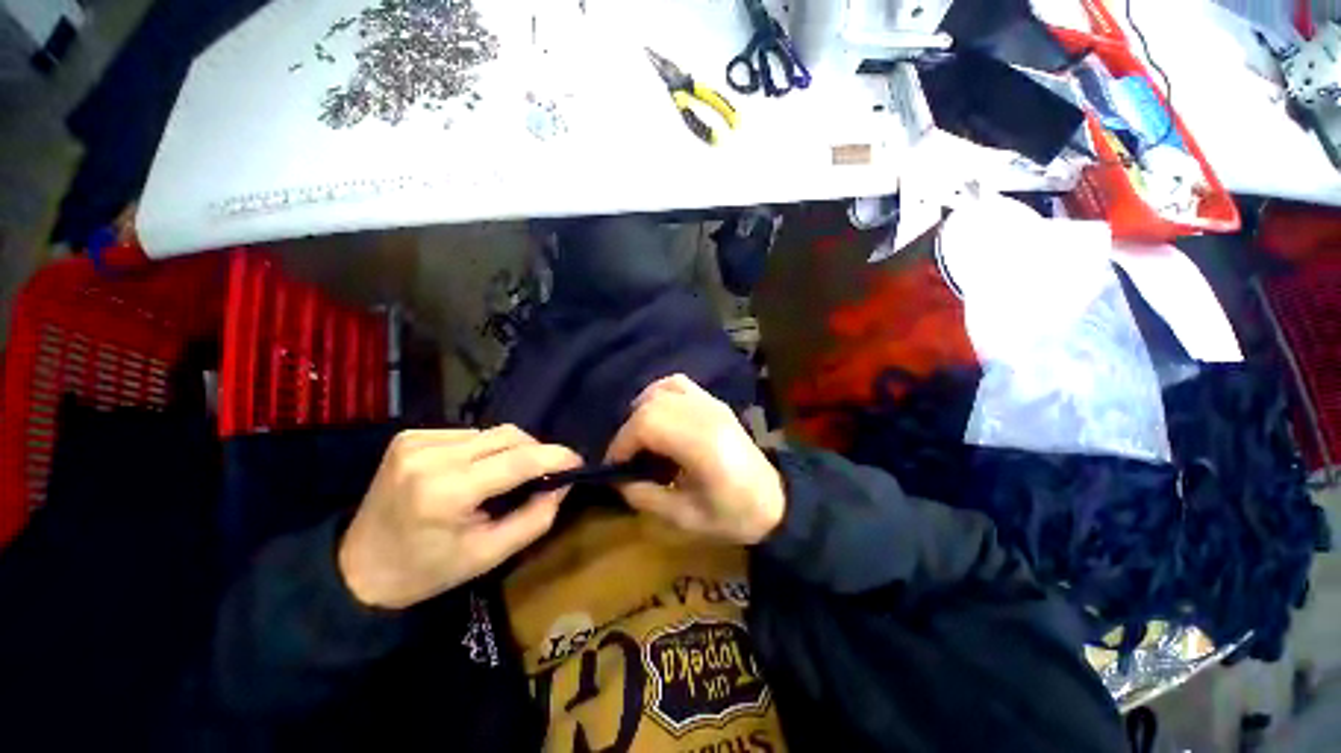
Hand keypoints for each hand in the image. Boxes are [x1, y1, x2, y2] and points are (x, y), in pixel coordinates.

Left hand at [339, 426, 581, 609]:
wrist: (358, 570)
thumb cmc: (427, 571)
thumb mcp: (489, 555)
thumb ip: (535, 518)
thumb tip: (563, 484)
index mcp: (446, 492)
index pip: (518, 461)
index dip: (555, 457)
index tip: (577, 461)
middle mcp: (429, 457)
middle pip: (507, 437)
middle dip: (535, 451)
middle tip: (545, 473)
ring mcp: (415, 442)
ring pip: (490, 433)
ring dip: (509, 451)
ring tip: (505, 477)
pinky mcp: (409, 437)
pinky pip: (468, 434)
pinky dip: (483, 450)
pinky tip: (474, 472)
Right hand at [606, 374, 784, 544]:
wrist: (775, 501)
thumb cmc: (733, 515)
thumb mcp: (685, 518)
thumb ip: (645, 496)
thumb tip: (618, 480)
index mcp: (701, 443)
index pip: (647, 424)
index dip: (623, 442)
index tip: (615, 465)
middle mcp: (705, 414)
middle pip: (651, 404)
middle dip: (630, 429)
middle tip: (628, 457)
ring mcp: (712, 404)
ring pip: (663, 389)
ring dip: (643, 409)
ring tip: (642, 437)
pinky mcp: (715, 403)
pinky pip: (679, 384)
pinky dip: (660, 394)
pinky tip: (659, 416)